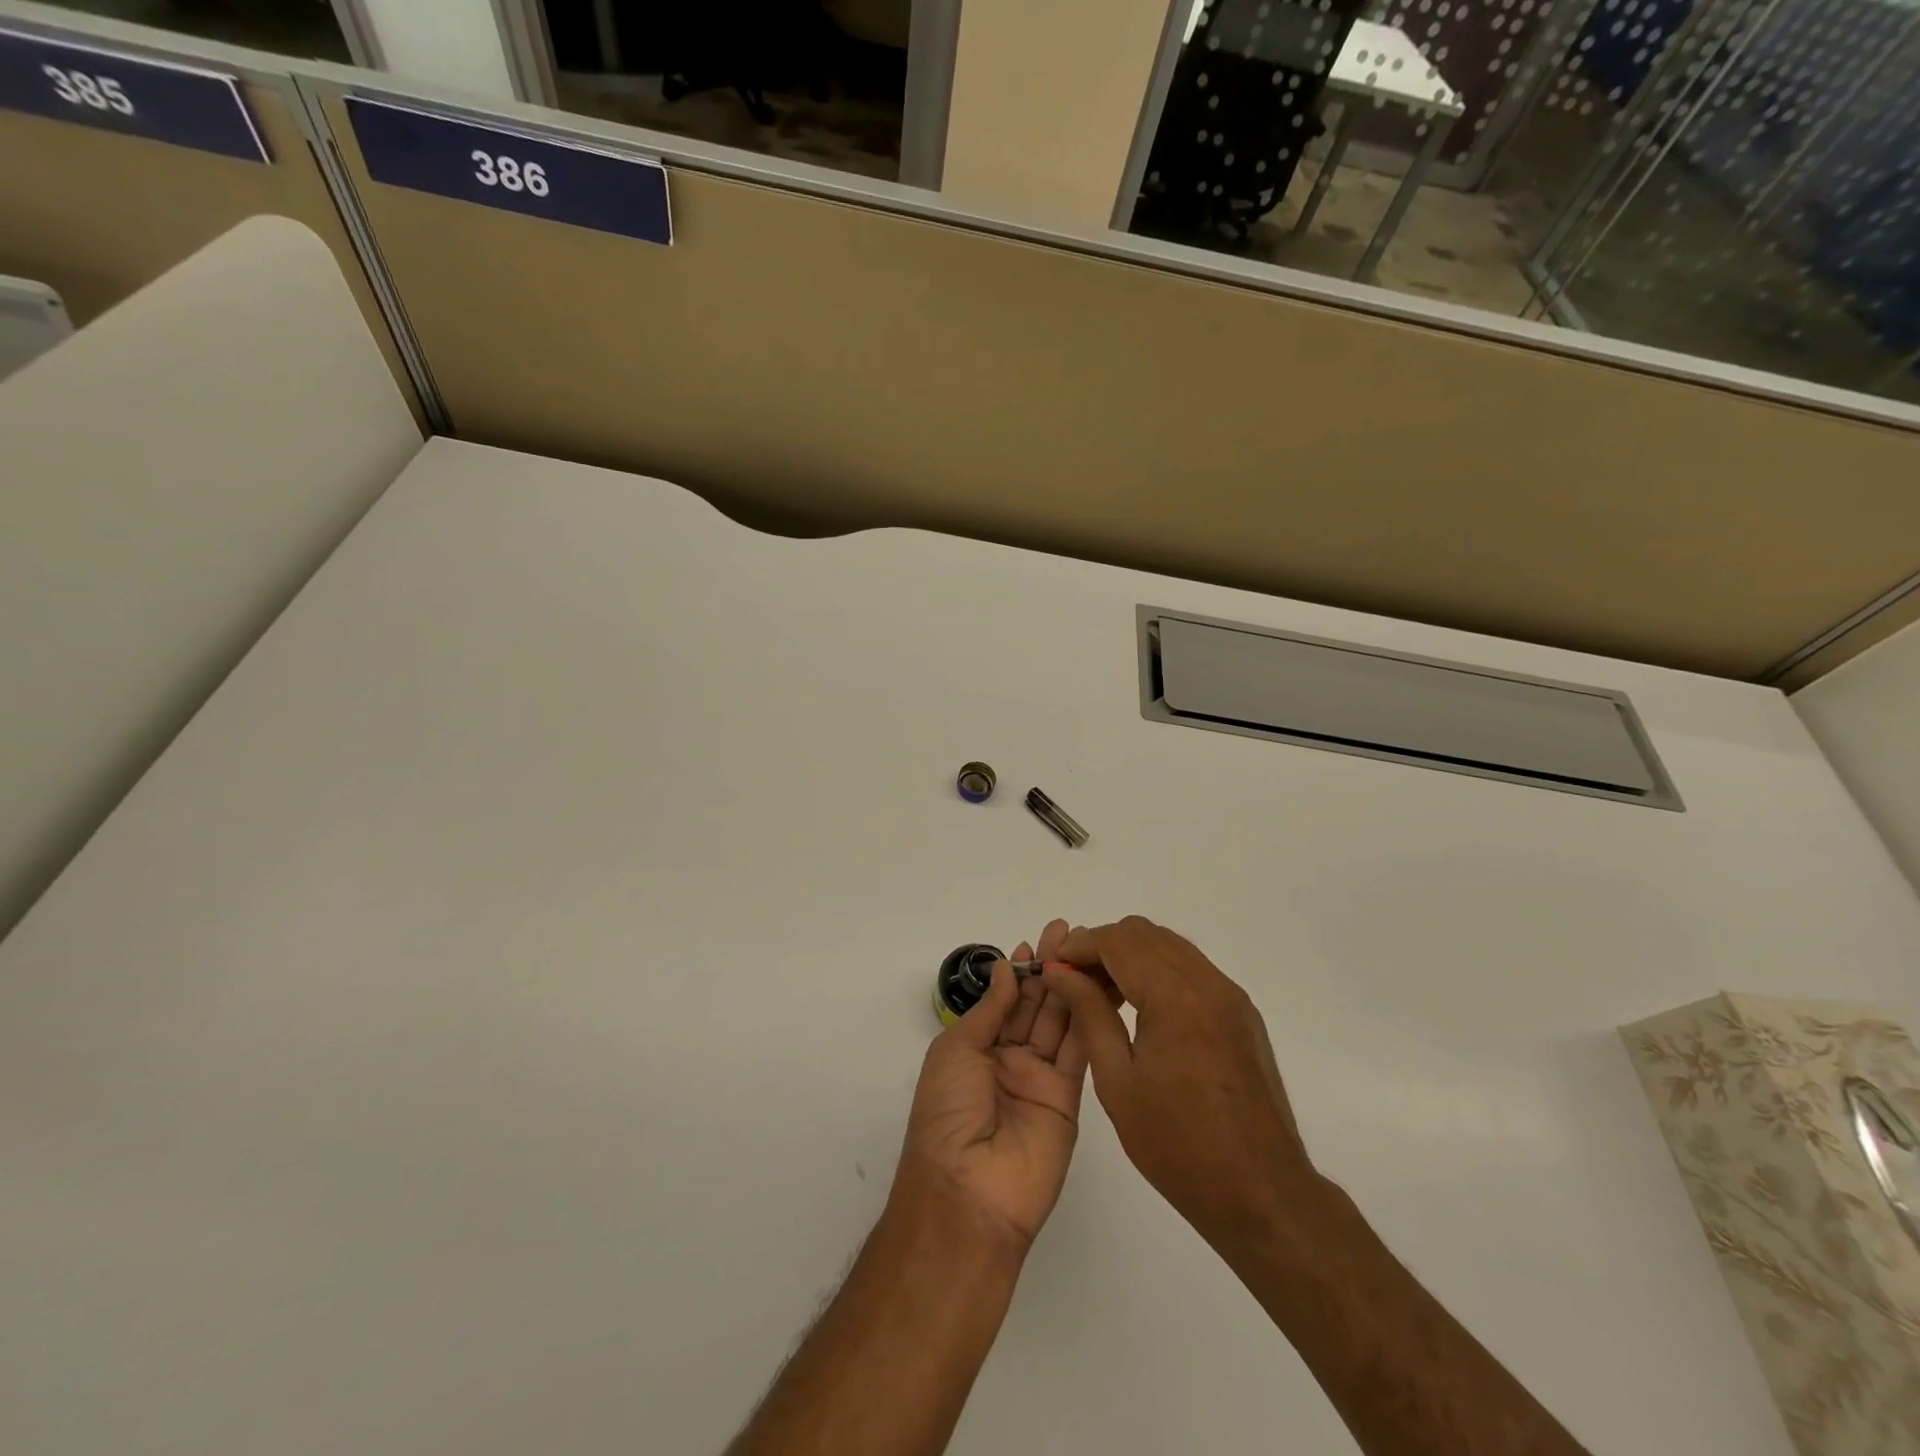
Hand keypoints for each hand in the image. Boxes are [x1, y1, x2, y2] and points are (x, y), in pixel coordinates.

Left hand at [892, 919, 1087, 1250]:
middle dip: (1049, 969)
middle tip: (1067, 933)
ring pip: (1059, 1022)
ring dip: (1071, 986)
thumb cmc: (948, 1113)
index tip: (1036, 942)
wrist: (969, 1192)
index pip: (1004, 1001)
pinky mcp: (1068, 1097)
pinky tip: (1095, 987)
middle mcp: (1009, 1060)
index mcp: (976, 1049)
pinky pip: (1078, 1050)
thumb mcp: (956, 1051)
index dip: (1019, 972)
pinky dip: (1087, 1017)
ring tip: (1086, 951)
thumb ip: (989, 1009)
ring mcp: (1040, 1078)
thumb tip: (1006, 968)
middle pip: (1034, 1006)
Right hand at [1041, 917, 1321, 1250]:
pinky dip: (1159, 970)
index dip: (1080, 946)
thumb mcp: (1118, 1082)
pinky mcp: (1241, 1012)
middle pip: (1145, 934)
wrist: (1262, 1193)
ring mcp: (1230, 995)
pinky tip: (1141, 1007)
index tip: (1053, 967)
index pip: (1118, 942)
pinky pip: (1192, 968)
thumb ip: (1089, 1015)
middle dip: (1103, 946)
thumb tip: (1060, 974)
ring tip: (1102, 993)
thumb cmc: (1179, 1146)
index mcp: (1175, 999)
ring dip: (1131, 956)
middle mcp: (1208, 983)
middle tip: (1075, 979)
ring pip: (1170, 946)